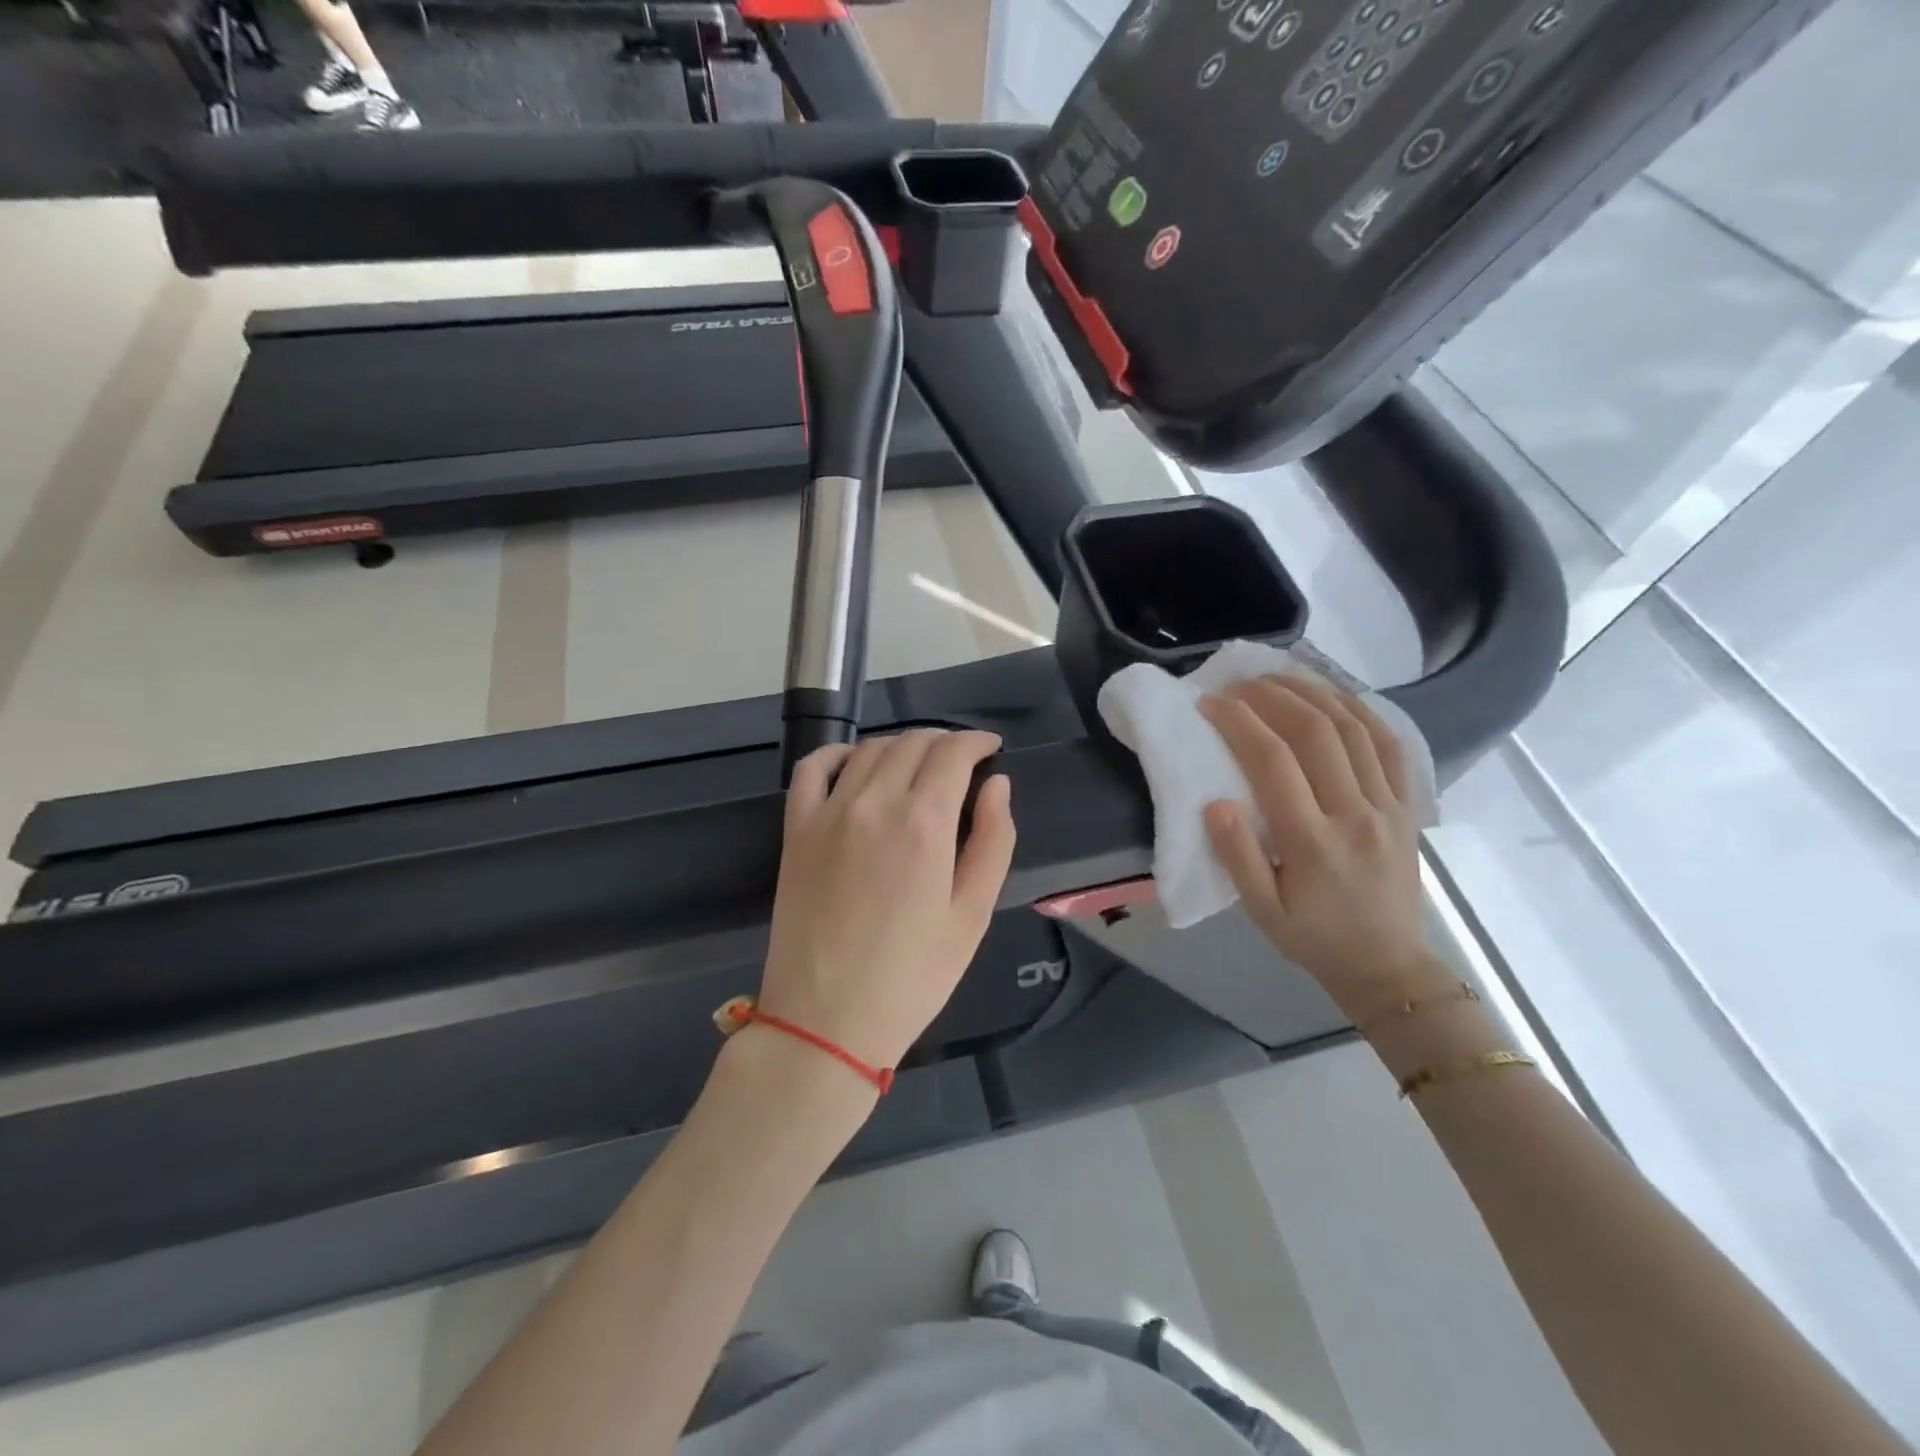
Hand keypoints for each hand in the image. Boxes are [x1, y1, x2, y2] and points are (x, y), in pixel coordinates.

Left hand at [758, 729, 1016, 1073]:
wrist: (826, 1020)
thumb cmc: (913, 976)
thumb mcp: (973, 915)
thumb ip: (993, 841)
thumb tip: (997, 785)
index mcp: (925, 823)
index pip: (954, 753)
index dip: (977, 742)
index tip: (991, 750)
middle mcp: (875, 802)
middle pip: (913, 743)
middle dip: (945, 743)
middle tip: (961, 763)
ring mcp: (829, 812)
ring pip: (870, 749)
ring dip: (901, 747)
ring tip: (918, 767)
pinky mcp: (796, 829)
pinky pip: (813, 769)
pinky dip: (839, 754)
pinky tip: (856, 764)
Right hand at [1200, 674, 1446, 1016]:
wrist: (1389, 967)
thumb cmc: (1316, 939)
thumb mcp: (1263, 912)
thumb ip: (1238, 857)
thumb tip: (1215, 804)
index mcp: (1313, 842)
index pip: (1273, 762)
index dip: (1238, 724)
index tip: (1210, 703)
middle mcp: (1355, 814)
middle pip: (1315, 733)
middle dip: (1273, 697)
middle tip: (1240, 682)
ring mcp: (1388, 806)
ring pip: (1354, 729)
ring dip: (1314, 693)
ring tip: (1280, 676)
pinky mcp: (1408, 806)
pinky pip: (1390, 745)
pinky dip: (1362, 710)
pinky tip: (1336, 694)